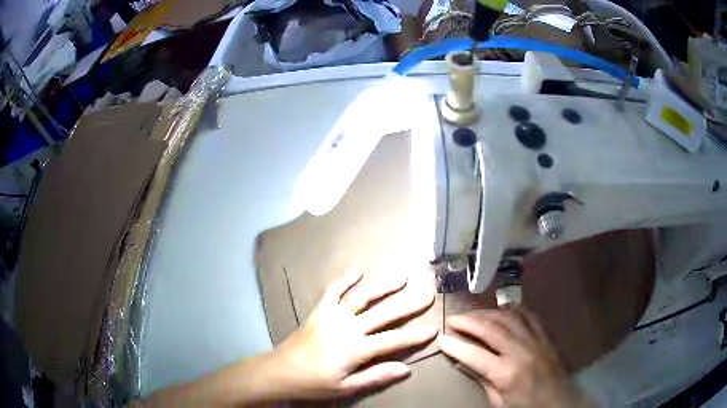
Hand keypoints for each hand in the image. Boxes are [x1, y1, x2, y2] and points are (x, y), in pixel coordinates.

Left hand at [267, 269, 436, 398]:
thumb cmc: (315, 383)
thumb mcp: (347, 387)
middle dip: (409, 304)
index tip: (434, 328)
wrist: (281, 371)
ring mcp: (333, 316)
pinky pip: (332, 292)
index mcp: (357, 349)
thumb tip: (406, 368)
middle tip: (428, 293)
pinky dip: (344, 280)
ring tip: (402, 278)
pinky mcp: (319, 311)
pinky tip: (357, 271)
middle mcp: (348, 328)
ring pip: (363, 298)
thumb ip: (376, 376)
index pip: (394, 341)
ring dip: (383, 287)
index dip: (416, 335)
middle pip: (385, 314)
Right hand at [437, 308, 587, 407]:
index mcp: (507, 373)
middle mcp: (521, 351)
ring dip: (487, 313)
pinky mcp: (545, 336)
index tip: (441, 338)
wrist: (560, 402)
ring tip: (473, 314)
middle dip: (468, 322)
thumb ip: (482, 380)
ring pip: (508, 317)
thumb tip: (463, 362)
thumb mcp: (499, 402)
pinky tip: (501, 310)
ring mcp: (536, 340)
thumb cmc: (526, 406)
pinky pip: (528, 316)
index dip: (455, 345)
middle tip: (452, 319)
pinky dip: (512, 310)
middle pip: (490, 329)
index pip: (474, 354)